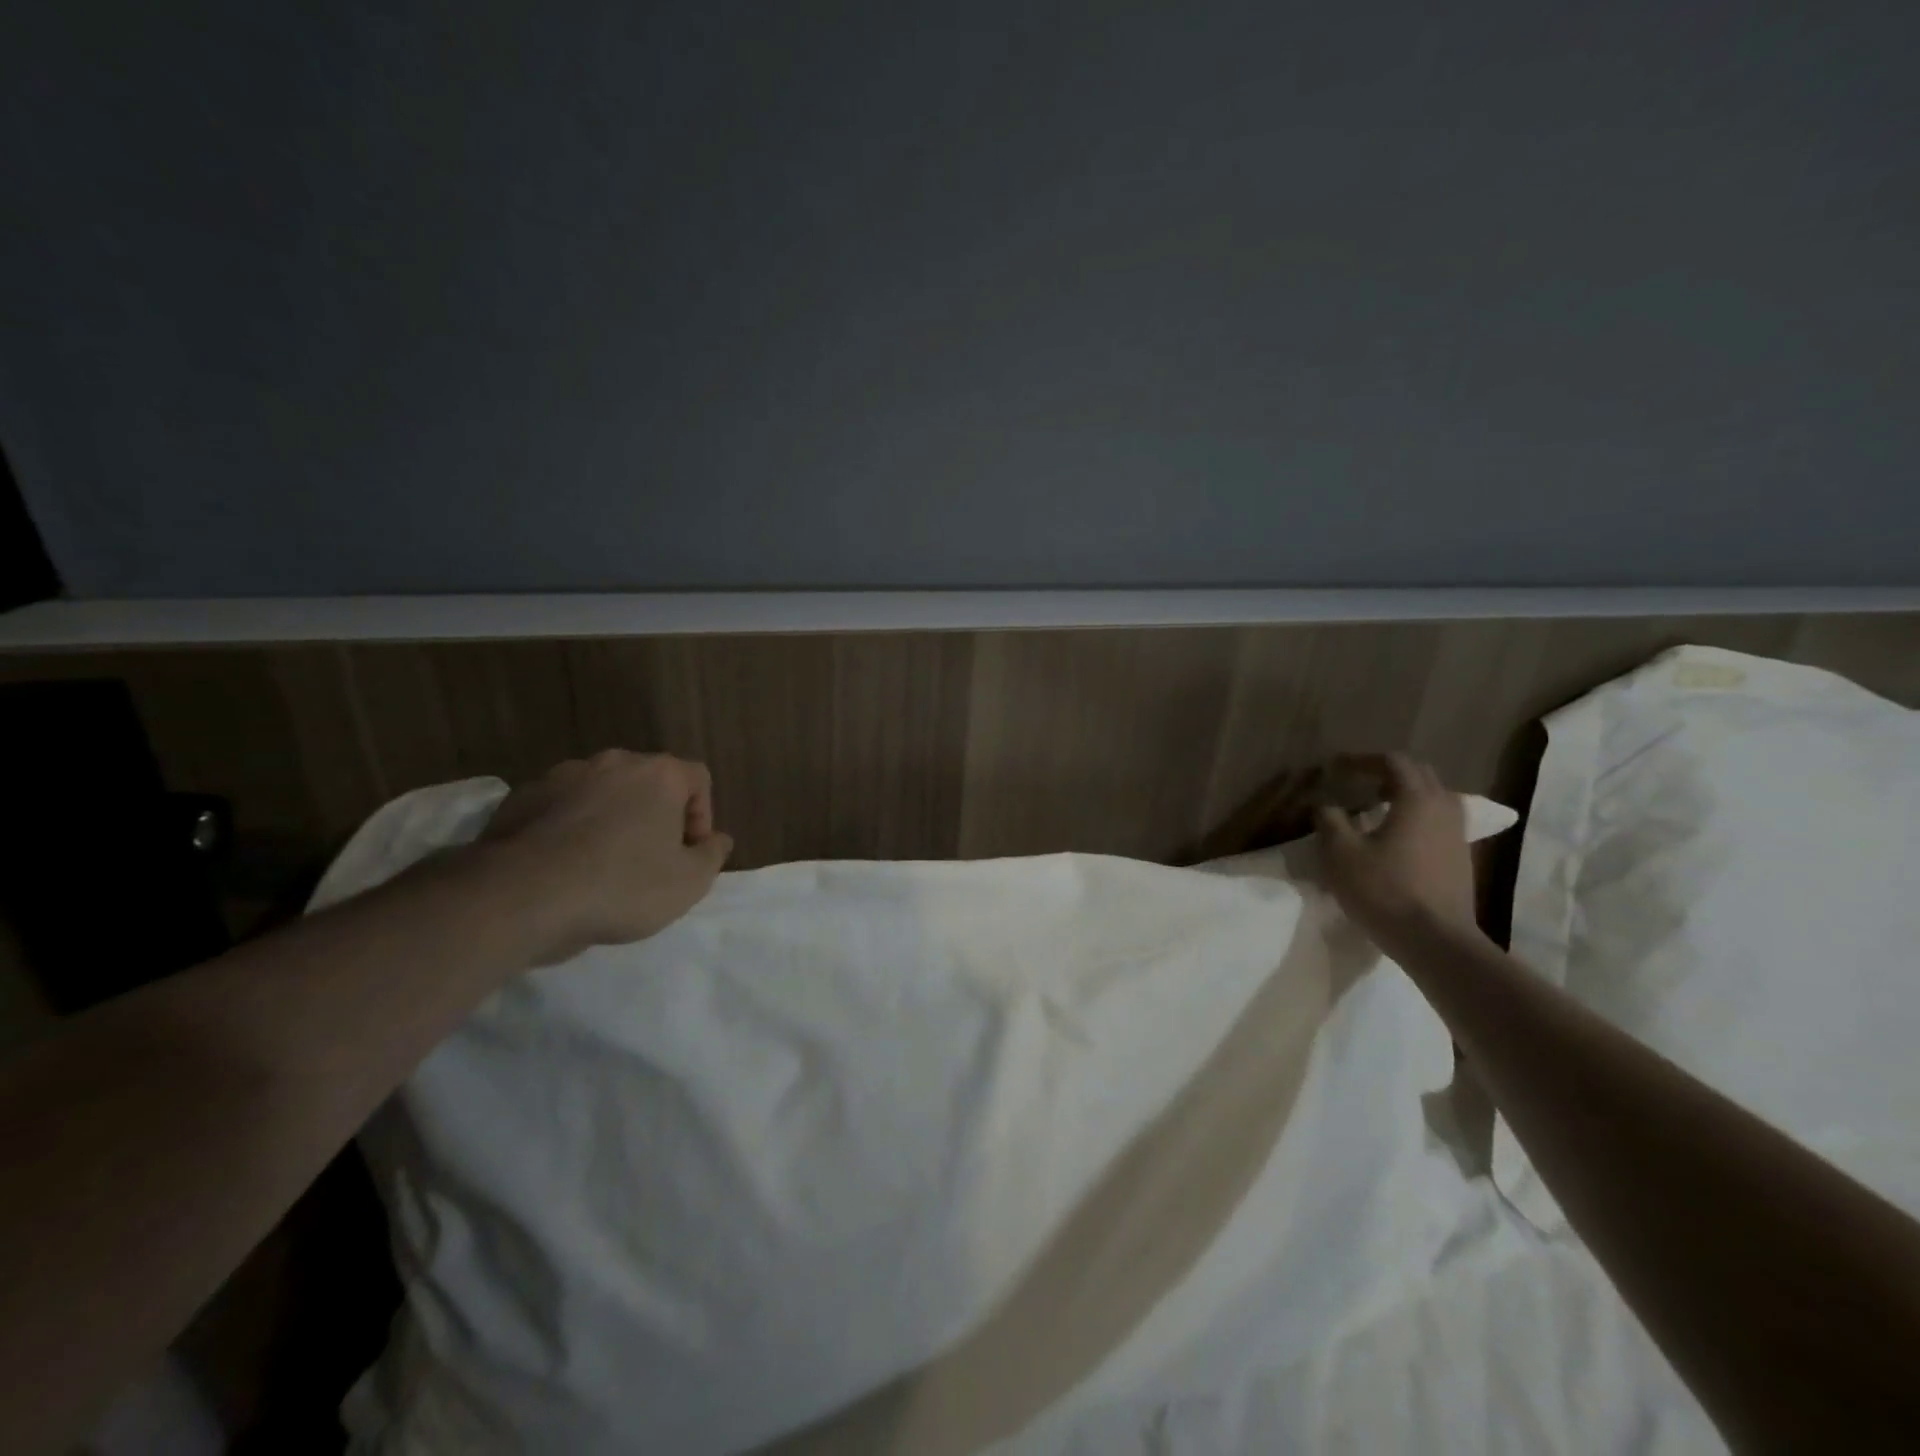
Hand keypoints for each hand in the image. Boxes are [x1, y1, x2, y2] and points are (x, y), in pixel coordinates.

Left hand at [477, 750, 732, 963]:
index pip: (698, 778)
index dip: (702, 816)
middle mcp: (612, 763)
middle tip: (651, 860)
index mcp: (658, 774)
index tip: (689, 854)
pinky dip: (569, 830)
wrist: (518, 898)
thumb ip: (712, 855)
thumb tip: (717, 839)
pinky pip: (560, 809)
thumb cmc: (621, 886)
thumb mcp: (688, 882)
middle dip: (655, 816)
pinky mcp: (519, 798)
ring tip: (603, 866)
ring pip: (601, 794)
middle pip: (648, 782)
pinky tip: (563, 868)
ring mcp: (561, 776)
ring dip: (610, 821)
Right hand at [1315, 753, 1477, 942]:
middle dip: (1388, 772)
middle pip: (1419, 775)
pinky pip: (1438, 823)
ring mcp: (1458, 835)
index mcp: (1416, 799)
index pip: (1393, 761)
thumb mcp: (1340, 853)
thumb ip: (1329, 821)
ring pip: (1434, 799)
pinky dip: (1416, 818)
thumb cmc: (1384, 890)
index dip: (1362, 760)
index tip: (1336, 768)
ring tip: (1377, 809)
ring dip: (1405, 795)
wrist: (1436, 941)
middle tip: (1358, 783)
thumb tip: (1325, 806)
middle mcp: (1443, 809)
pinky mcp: (1461, 859)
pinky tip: (1396, 838)